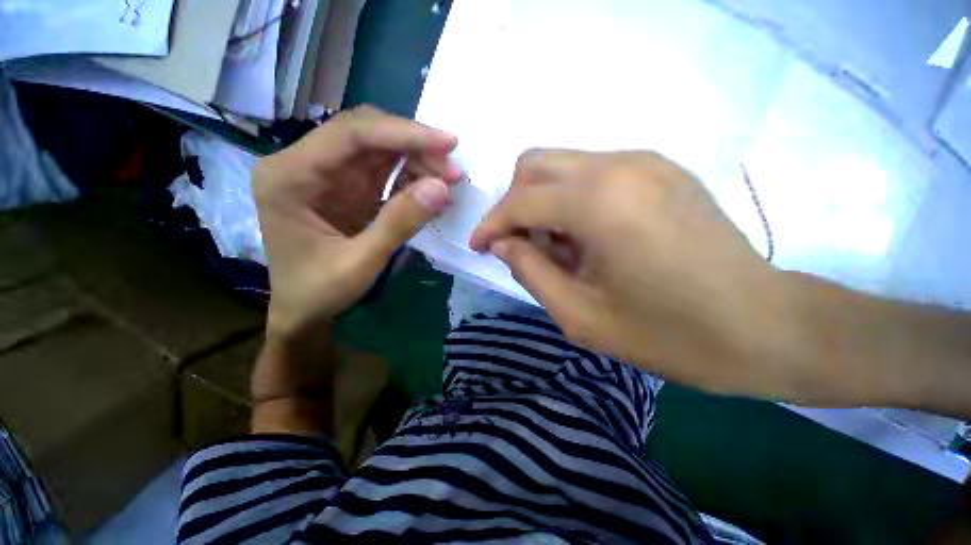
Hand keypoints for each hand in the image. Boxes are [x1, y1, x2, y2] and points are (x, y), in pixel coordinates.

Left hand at [253, 106, 460, 339]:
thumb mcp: (360, 263)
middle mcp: (304, 164)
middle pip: (365, 133)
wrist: (303, 310)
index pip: (351, 134)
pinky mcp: (347, 187)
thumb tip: (442, 187)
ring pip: (378, 148)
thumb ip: (399, 223)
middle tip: (452, 169)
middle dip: (413, 146)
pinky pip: (383, 170)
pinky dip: (411, 175)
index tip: (447, 143)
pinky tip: (431, 187)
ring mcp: (328, 174)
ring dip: (416, 158)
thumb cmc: (319, 291)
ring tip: (448, 178)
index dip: (403, 134)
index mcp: (290, 176)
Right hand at [470, 150, 801, 400]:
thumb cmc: (671, 334)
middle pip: (535, 164)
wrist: (766, 327)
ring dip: (544, 203)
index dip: (491, 224)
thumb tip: (502, 243)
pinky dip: (572, 200)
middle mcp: (619, 165)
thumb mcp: (581, 315)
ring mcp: (645, 162)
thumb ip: (530, 271)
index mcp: (600, 203)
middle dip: (515, 205)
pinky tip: (589, 237)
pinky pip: (592, 173)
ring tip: (559, 249)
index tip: (479, 247)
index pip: (520, 201)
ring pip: (562, 165)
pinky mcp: (661, 170)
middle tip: (522, 246)